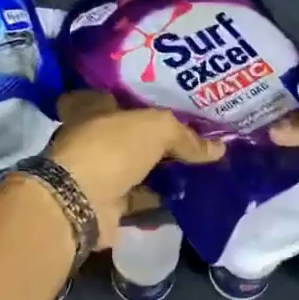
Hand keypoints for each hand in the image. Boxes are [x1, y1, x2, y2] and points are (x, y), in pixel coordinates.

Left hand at [47, 91, 224, 247]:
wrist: (80, 202)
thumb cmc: (111, 148)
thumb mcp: (157, 128)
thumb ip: (186, 136)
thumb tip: (218, 149)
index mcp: (93, 108)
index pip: (115, 96)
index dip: (140, 98)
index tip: (169, 103)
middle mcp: (93, 137)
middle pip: (131, 134)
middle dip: (159, 138)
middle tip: (197, 138)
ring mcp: (99, 172)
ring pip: (138, 167)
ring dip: (163, 171)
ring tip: (202, 169)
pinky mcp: (108, 203)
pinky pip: (142, 198)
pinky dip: (162, 199)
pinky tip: (190, 197)